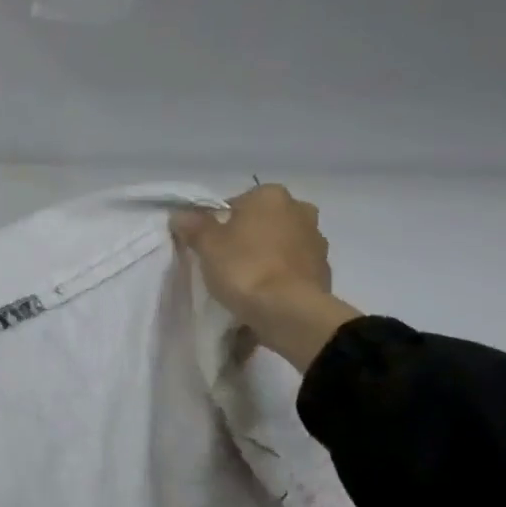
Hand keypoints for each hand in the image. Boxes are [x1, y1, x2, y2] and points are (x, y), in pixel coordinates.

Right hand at [170, 184, 361, 372]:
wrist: (290, 311)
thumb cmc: (245, 267)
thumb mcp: (207, 245)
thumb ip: (194, 226)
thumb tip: (181, 215)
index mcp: (271, 195)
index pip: (237, 203)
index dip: (219, 224)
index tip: (210, 247)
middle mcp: (300, 209)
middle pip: (263, 222)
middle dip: (248, 237)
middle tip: (226, 263)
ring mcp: (317, 241)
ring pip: (281, 244)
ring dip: (267, 256)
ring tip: (246, 283)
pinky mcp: (324, 271)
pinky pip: (293, 269)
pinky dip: (281, 277)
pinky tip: (265, 295)